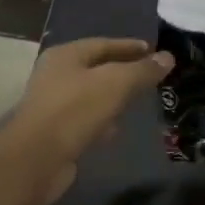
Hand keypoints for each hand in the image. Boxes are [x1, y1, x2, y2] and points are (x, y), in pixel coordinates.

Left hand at [0, 38, 171, 201]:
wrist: (36, 160)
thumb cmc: (76, 111)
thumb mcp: (116, 84)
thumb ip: (142, 70)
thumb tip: (167, 57)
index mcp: (66, 55)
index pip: (104, 44)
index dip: (130, 46)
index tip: (154, 51)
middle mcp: (56, 75)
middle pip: (97, 68)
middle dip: (123, 71)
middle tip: (150, 76)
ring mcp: (53, 105)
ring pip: (92, 95)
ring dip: (113, 97)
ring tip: (138, 101)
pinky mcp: (55, 132)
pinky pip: (85, 119)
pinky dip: (102, 120)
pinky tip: (116, 129)